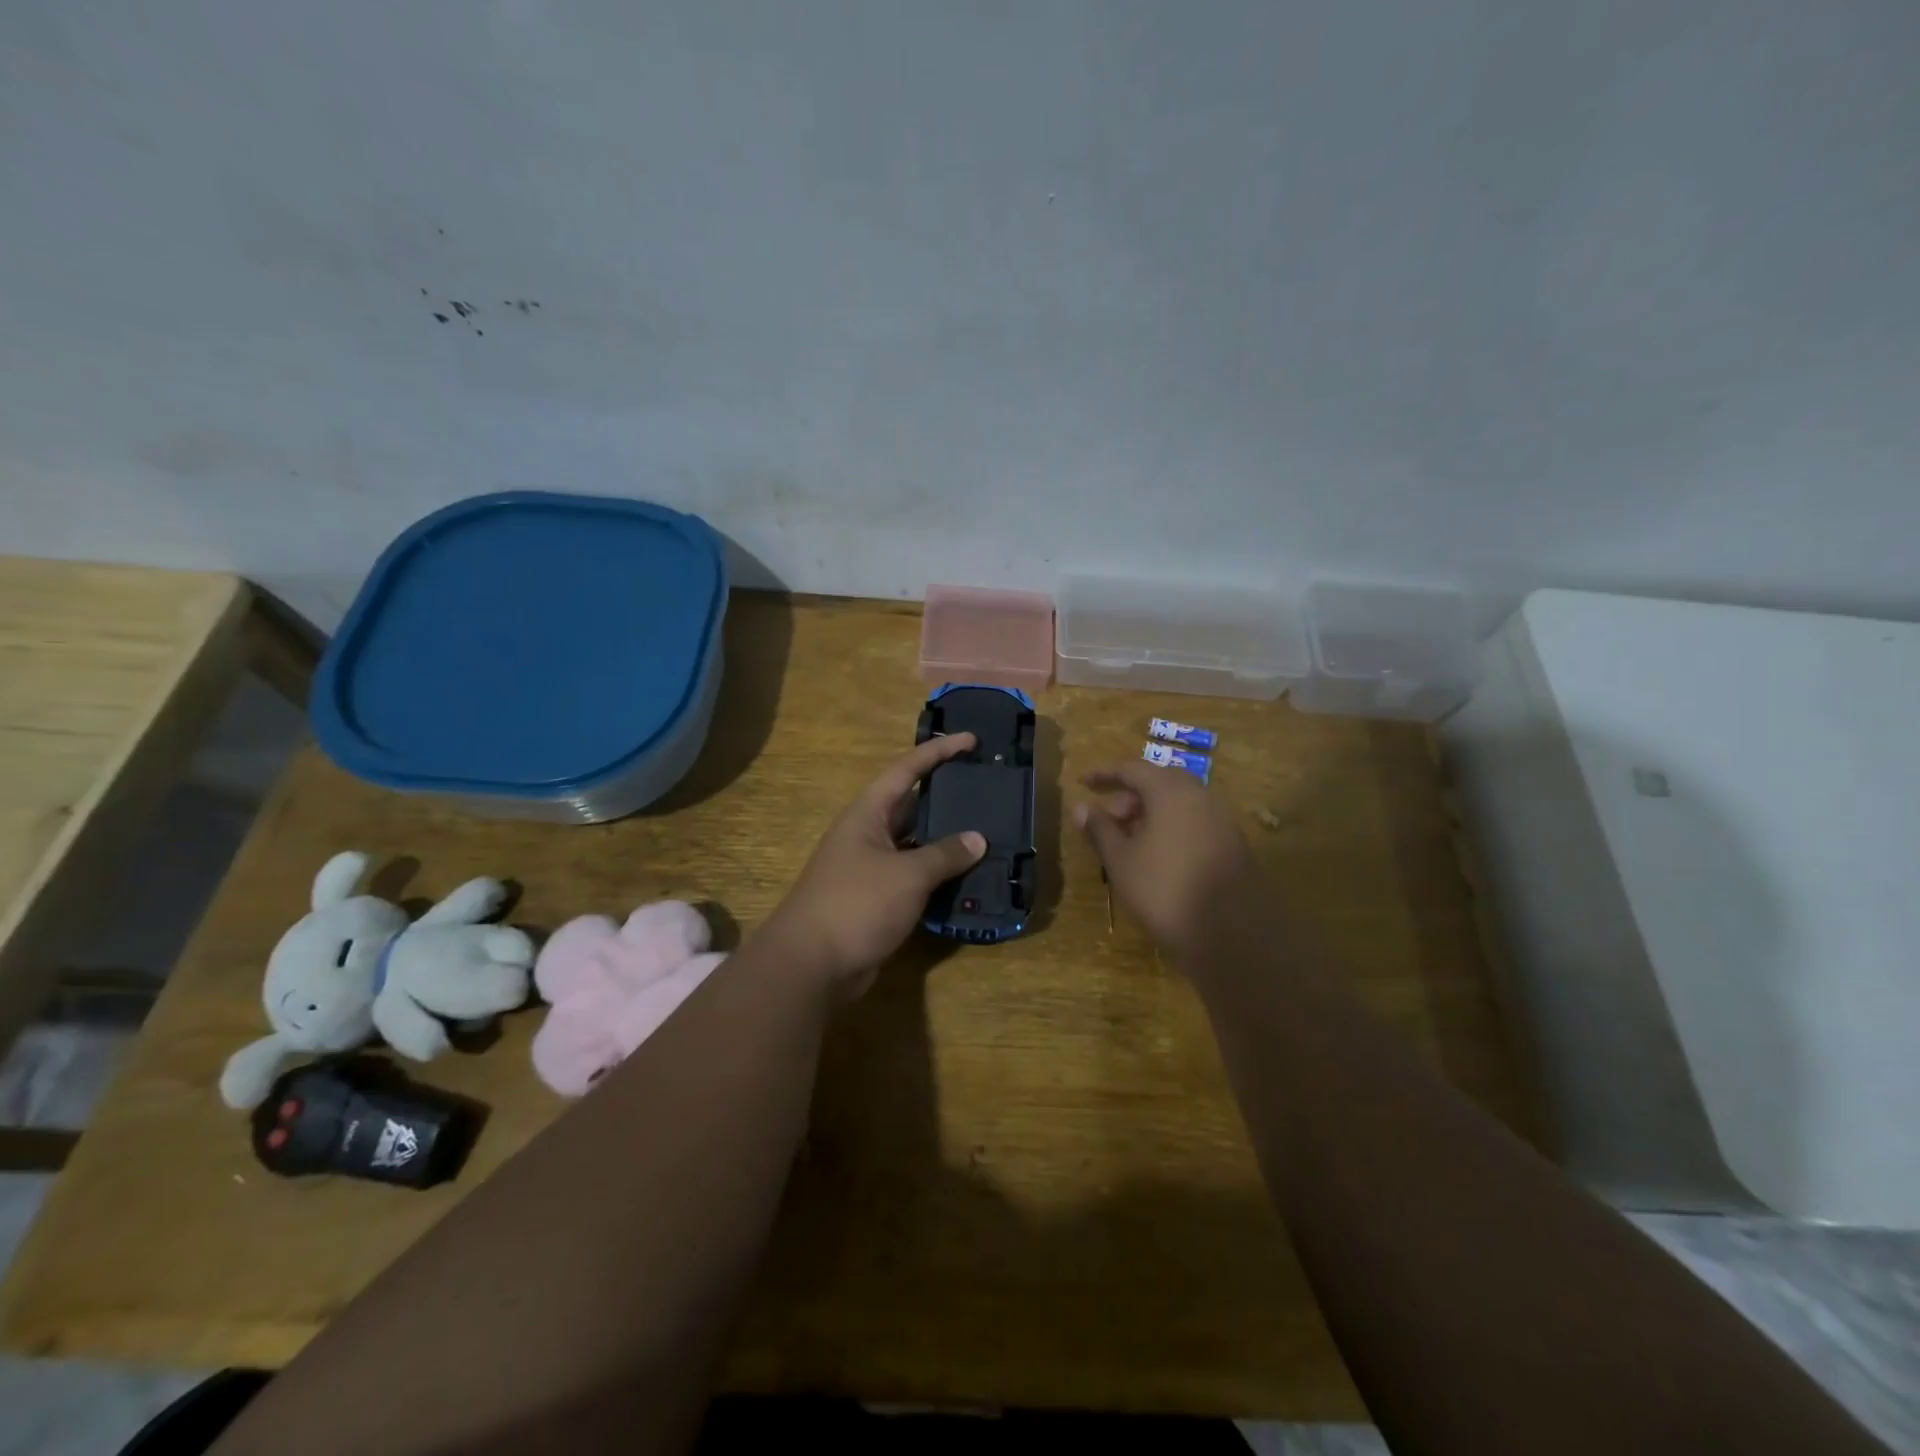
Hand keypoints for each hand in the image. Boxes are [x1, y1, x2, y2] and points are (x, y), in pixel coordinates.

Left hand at [762, 733, 986, 997]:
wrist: (811, 965)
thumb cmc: (856, 904)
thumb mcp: (907, 875)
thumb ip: (944, 854)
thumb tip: (978, 839)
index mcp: (868, 814)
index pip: (906, 770)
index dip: (938, 752)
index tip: (970, 740)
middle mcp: (868, 834)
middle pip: (912, 805)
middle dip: (946, 796)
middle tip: (985, 788)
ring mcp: (871, 868)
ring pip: (916, 843)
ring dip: (946, 840)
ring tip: (988, 831)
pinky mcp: (877, 899)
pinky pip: (914, 876)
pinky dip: (939, 875)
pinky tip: (968, 877)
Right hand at [1074, 761, 1263, 963]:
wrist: (1232, 937)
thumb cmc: (1164, 891)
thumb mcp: (1120, 861)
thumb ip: (1099, 829)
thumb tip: (1080, 806)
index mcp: (1172, 792)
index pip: (1133, 769)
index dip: (1104, 775)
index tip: (1082, 783)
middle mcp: (1201, 796)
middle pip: (1159, 783)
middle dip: (1129, 796)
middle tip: (1107, 818)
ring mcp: (1222, 820)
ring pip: (1179, 803)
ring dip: (1150, 813)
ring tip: (1128, 840)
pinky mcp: (1234, 845)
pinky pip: (1195, 822)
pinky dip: (1171, 827)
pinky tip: (1157, 856)